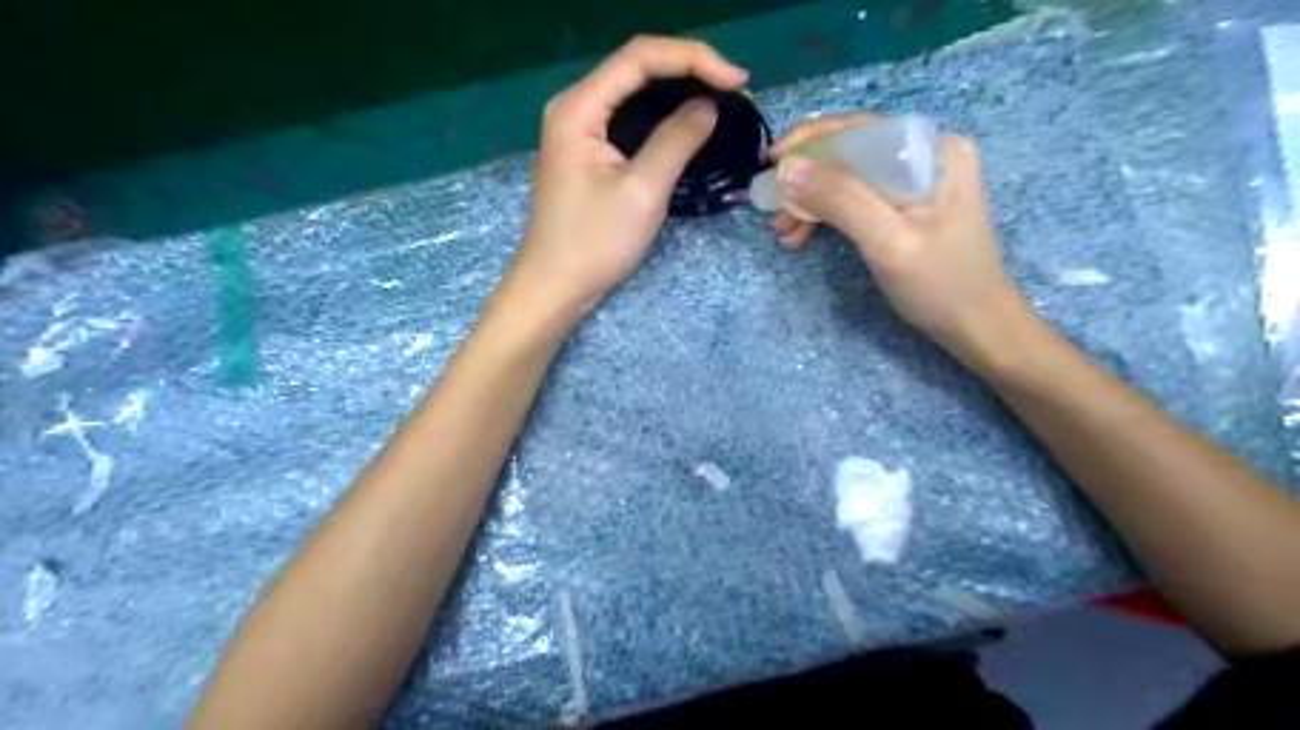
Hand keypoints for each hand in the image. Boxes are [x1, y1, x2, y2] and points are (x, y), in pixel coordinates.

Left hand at [499, 34, 747, 323]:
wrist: (555, 286)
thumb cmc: (594, 243)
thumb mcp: (642, 191)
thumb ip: (676, 141)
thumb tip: (709, 106)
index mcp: (579, 107)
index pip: (640, 57)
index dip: (694, 59)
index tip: (738, 82)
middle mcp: (575, 107)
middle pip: (636, 67)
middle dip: (689, 71)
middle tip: (736, 91)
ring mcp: (578, 129)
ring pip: (634, 92)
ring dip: (678, 91)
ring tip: (721, 102)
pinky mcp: (587, 152)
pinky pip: (628, 118)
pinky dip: (661, 117)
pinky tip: (688, 125)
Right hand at [764, 110, 1031, 368]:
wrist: (976, 328)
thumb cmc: (941, 285)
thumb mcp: (888, 242)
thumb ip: (840, 200)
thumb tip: (786, 168)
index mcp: (934, 150)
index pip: (860, 129)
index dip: (810, 141)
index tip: (770, 162)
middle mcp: (926, 156)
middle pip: (851, 152)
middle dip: (807, 179)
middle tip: (772, 207)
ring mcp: (916, 183)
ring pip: (848, 178)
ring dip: (811, 202)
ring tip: (782, 231)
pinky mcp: (906, 208)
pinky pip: (856, 200)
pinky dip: (827, 216)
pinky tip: (802, 237)